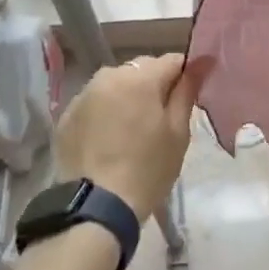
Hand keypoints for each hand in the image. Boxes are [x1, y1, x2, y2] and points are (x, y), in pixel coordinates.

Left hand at [54, 53, 208, 223]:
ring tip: (134, 127)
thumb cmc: (147, 169)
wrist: (96, 208)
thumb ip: (187, 92)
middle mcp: (108, 76)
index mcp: (139, 78)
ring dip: (129, 96)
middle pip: (142, 69)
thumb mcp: (177, 132)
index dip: (186, 75)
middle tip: (163, 116)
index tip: (191, 96)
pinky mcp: (66, 116)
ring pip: (116, 84)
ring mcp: (83, 95)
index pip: (173, 61)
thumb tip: (201, 62)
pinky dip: (106, 111)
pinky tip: (110, 138)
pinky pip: (95, 102)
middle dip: (155, 84)